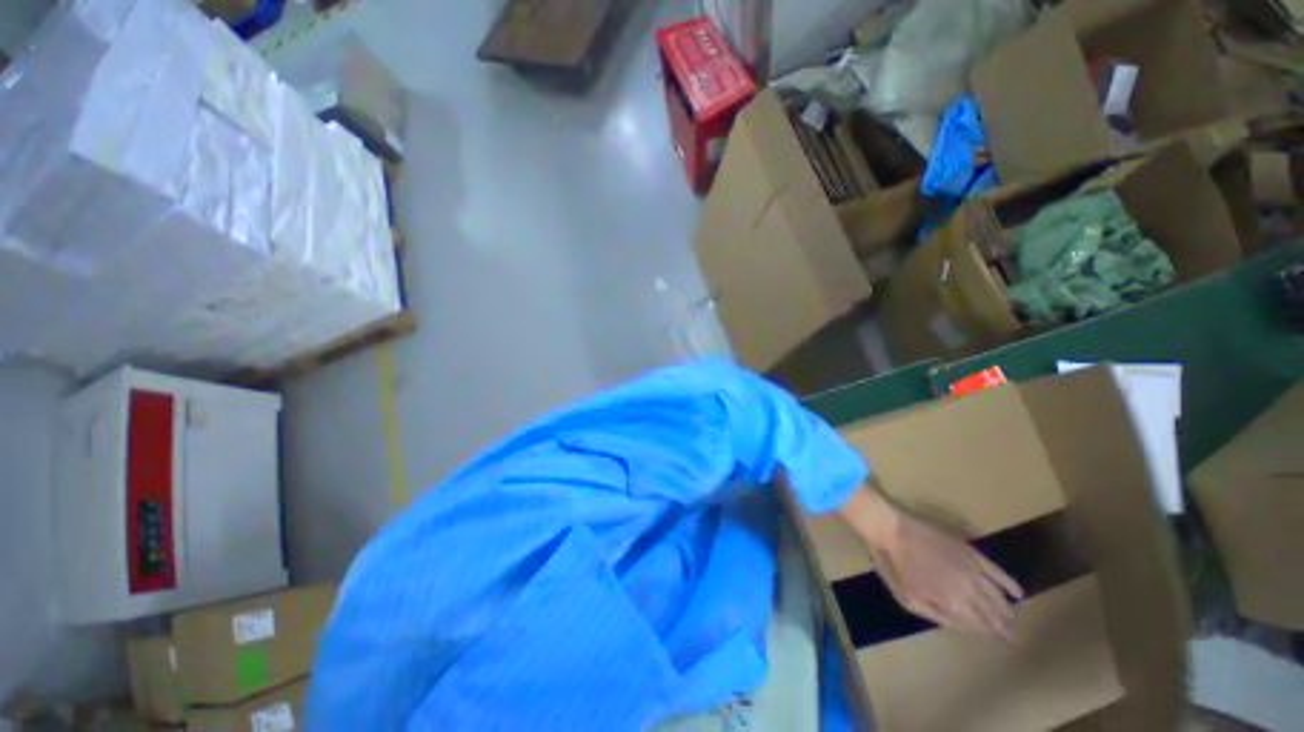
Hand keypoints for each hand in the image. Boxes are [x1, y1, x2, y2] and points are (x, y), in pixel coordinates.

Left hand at [838, 486, 1023, 640]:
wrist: (891, 529)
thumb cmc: (893, 564)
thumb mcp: (908, 599)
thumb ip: (938, 615)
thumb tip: (963, 626)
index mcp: (952, 602)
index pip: (978, 623)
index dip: (989, 633)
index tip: (1002, 642)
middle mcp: (968, 589)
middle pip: (991, 611)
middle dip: (1001, 624)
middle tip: (1011, 636)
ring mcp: (972, 569)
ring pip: (996, 594)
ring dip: (1005, 608)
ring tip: (1012, 619)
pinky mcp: (970, 551)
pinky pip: (996, 570)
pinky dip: (1009, 582)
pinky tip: (1018, 593)